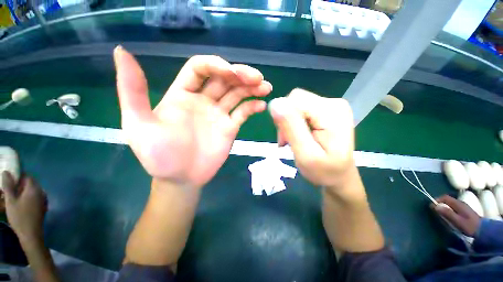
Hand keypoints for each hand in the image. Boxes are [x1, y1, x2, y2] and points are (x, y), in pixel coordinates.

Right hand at [1, 171, 46, 241]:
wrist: (31, 234)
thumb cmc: (19, 217)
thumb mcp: (10, 201)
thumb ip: (8, 185)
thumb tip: (6, 172)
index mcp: (34, 189)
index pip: (28, 177)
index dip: (18, 176)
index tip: (9, 179)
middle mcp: (41, 192)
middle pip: (30, 183)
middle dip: (20, 184)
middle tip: (9, 189)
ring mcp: (43, 199)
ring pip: (32, 191)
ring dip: (22, 191)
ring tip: (12, 196)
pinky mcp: (42, 206)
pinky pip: (34, 198)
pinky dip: (26, 197)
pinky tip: (19, 203)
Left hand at [114, 47, 271, 188]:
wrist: (181, 179)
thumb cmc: (159, 156)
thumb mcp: (138, 124)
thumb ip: (132, 90)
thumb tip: (121, 50)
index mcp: (182, 94)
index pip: (201, 68)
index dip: (217, 65)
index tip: (232, 72)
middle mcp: (203, 100)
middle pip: (224, 79)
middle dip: (241, 75)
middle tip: (257, 78)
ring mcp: (219, 114)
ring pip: (237, 94)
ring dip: (251, 89)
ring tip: (265, 87)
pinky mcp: (230, 127)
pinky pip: (243, 113)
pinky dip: (252, 107)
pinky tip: (261, 106)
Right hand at [268, 89, 358, 199]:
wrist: (339, 176)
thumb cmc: (324, 171)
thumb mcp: (305, 153)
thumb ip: (291, 128)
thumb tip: (274, 103)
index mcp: (331, 112)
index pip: (295, 99)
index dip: (284, 117)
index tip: (285, 138)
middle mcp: (333, 103)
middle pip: (295, 100)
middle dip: (286, 120)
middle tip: (288, 140)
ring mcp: (331, 105)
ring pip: (296, 105)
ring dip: (289, 122)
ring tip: (294, 140)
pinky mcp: (326, 110)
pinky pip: (301, 110)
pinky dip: (295, 122)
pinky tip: (299, 135)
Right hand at [434, 195, 480, 236]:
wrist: (483, 231)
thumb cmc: (469, 226)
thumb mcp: (457, 221)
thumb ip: (447, 213)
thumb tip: (435, 206)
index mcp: (458, 204)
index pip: (445, 197)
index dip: (437, 200)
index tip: (431, 206)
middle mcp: (460, 203)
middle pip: (447, 200)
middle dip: (440, 203)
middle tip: (434, 210)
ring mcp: (463, 207)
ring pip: (451, 204)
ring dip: (444, 207)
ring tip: (440, 214)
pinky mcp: (465, 211)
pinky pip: (454, 207)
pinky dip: (449, 209)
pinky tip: (449, 216)